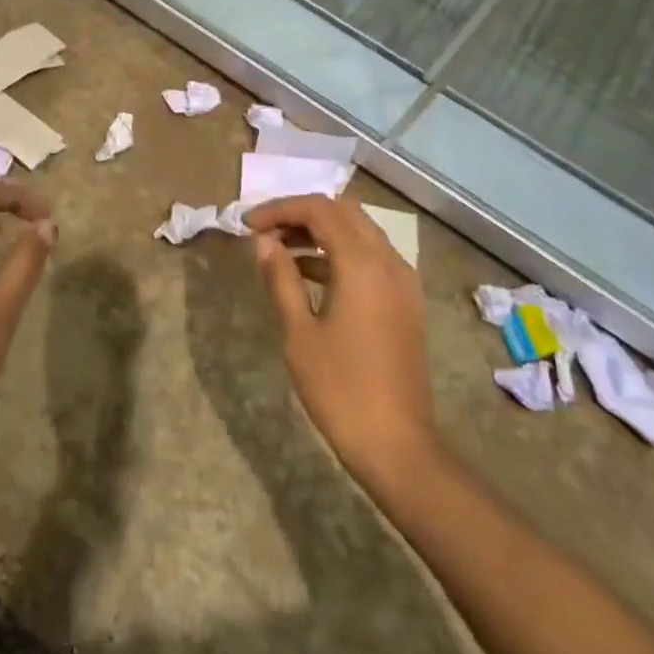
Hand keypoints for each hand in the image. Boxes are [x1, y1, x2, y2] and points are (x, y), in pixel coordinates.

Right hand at [246, 196, 437, 488]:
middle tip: (265, 233)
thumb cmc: (340, 388)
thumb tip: (265, 243)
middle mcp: (389, 262)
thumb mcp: (299, 333)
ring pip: (360, 233)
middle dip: (301, 214)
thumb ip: (281, 279)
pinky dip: (339, 253)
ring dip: (321, 232)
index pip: (319, 210)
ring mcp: (403, 282)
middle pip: (344, 212)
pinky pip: (371, 258)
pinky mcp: (406, 302)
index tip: (248, 225)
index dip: (280, 209)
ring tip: (280, 251)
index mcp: (362, 265)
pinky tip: (309, 274)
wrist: (397, 444)